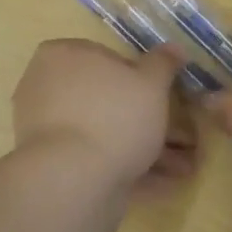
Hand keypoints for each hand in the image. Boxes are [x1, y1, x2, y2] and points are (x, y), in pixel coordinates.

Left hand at [13, 40, 197, 199]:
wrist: (72, 181)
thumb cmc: (113, 116)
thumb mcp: (150, 83)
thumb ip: (163, 64)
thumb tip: (174, 47)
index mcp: (63, 56)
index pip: (109, 58)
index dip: (142, 78)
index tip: (166, 98)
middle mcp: (47, 87)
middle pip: (108, 99)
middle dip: (147, 120)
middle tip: (183, 138)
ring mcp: (48, 130)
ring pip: (106, 132)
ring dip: (145, 148)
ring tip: (184, 168)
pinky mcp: (54, 165)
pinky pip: (98, 160)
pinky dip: (128, 167)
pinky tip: (163, 183)